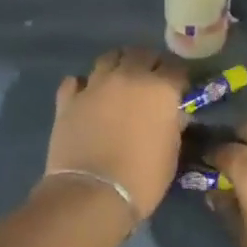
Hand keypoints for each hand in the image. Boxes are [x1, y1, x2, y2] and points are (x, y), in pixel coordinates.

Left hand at [43, 47, 187, 221]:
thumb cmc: (142, 178)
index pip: (175, 67)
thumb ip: (173, 125)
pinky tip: (86, 96)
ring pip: (108, 57)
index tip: (178, 87)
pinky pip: (75, 81)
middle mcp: (129, 77)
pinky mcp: (68, 99)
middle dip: (149, 62)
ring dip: (117, 65)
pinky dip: (83, 85)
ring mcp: (95, 85)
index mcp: (160, 89)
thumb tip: (173, 114)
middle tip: (150, 79)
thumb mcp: (171, 153)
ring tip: (119, 80)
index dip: (178, 76)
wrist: (92, 194)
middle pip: (141, 53)